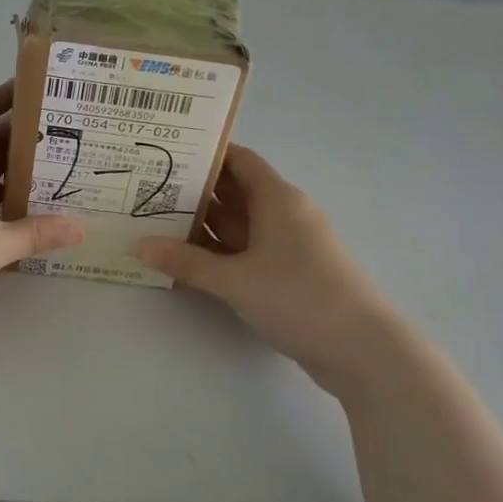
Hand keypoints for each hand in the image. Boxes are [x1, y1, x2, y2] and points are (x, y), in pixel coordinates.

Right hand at [135, 144, 400, 389]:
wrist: (362, 349)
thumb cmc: (299, 296)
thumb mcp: (236, 279)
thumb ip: (187, 262)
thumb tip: (140, 245)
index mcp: (277, 199)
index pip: (239, 160)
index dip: (206, 153)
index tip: (166, 152)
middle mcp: (283, 215)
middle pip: (234, 192)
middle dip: (193, 191)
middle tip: (145, 189)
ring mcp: (287, 247)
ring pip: (237, 226)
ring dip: (202, 225)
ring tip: (153, 222)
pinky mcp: (288, 276)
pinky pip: (245, 253)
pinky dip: (217, 253)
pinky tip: (185, 261)